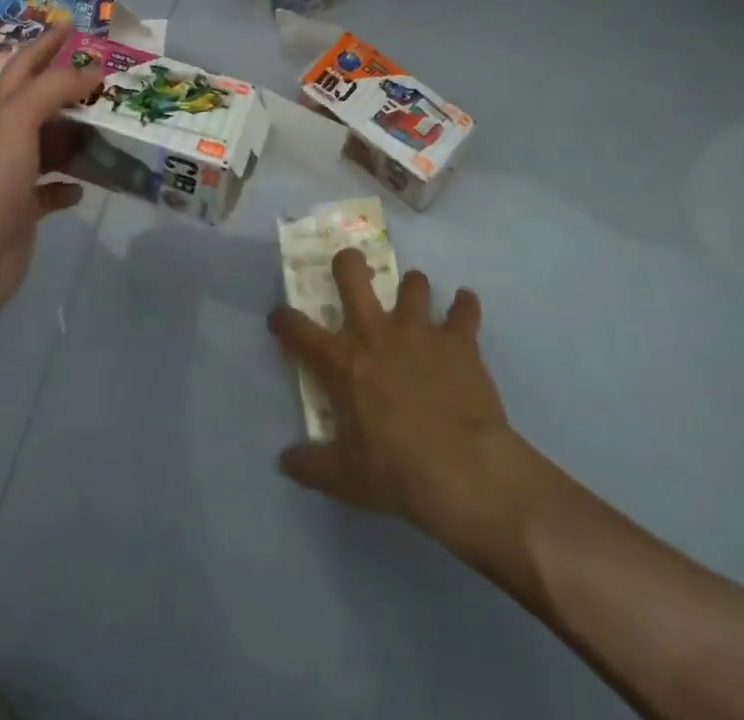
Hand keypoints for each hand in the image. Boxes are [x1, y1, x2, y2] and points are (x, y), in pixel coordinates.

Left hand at [0, 22, 103, 326]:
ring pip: (50, 144)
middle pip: (41, 103)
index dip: (47, 43)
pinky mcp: (23, 208)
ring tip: (110, 126)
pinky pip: (51, 189)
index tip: (72, 25)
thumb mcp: (19, 118)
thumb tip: (92, 70)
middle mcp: (3, 137)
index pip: (25, 64)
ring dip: (77, 135)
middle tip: (108, 78)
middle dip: (71, 88)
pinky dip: (69, 183)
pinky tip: (86, 184)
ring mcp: (12, 174)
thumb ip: (55, 87)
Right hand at [269, 250, 520, 547]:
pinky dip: (464, 306)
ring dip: (413, 288)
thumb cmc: (397, 472)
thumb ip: (312, 466)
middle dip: (348, 263)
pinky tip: (464, 307)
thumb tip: (284, 462)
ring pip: (413, 283)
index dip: (283, 320)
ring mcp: (419, 330)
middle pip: (353, 274)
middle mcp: (376, 332)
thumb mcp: (345, 479)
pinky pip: (464, 307)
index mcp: (342, 362)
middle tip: (350, 268)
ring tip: (415, 297)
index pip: (298, 330)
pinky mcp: (458, 339)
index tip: (279, 318)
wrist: (464, 470)